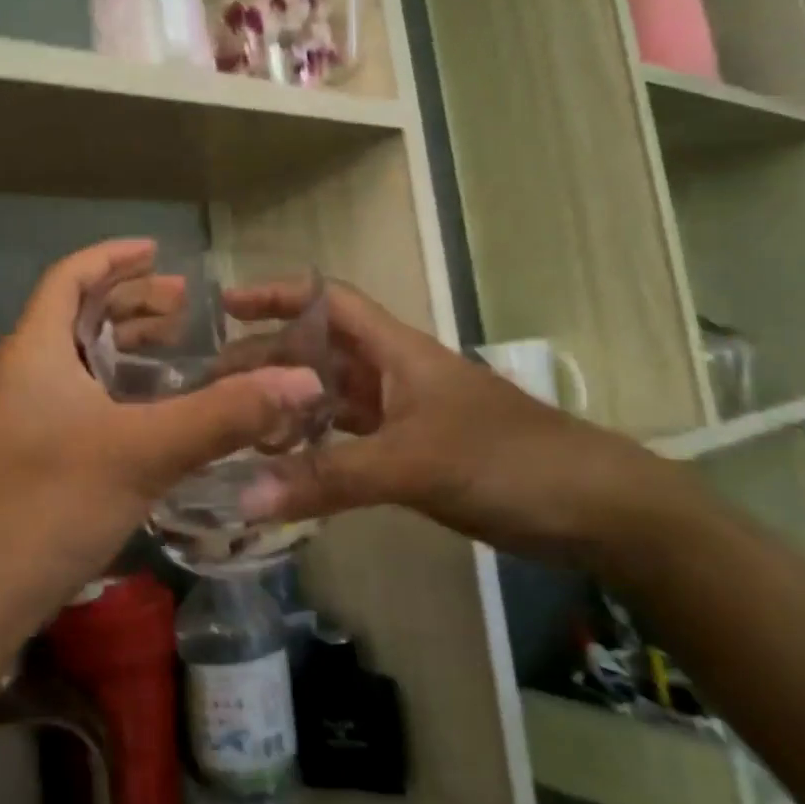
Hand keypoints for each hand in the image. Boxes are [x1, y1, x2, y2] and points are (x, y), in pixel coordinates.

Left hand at [0, 240, 324, 626]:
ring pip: (78, 356)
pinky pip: (79, 391)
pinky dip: (117, 381)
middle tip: (184, 304)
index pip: (69, 277)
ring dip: (124, 342)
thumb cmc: (57, 501)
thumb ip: (225, 414)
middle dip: (130, 301)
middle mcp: (23, 371)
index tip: (158, 251)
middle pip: (76, 313)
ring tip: (175, 343)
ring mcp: (24, 412)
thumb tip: (302, 380)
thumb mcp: (147, 450)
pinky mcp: (33, 447)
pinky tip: (153, 404)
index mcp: (35, 349)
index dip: (113, 257)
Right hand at [231, 279, 689, 566]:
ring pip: (329, 398)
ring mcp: (403, 415)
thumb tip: (243, 497)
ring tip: (234, 425)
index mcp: (396, 350)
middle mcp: (393, 373)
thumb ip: (329, 478)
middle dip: (266, 359)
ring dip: (286, 406)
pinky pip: (347, 441)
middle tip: (210, 386)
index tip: (225, 306)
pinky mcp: (411, 454)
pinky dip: (314, 449)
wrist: (594, 508)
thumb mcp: (413, 463)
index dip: (278, 294)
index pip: (328, 301)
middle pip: (317, 351)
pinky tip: (284, 467)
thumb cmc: (507, 460)